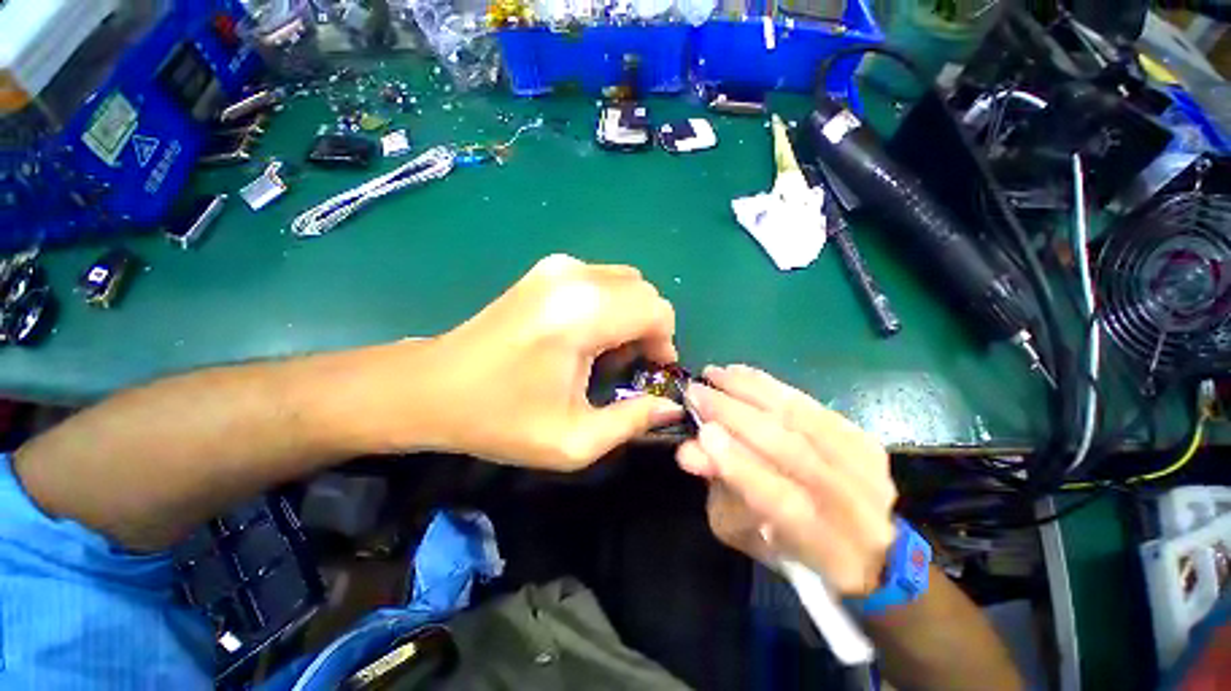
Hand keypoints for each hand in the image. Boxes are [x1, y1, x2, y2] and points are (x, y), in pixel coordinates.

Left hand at [397, 254, 681, 469]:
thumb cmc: (501, 419)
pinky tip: (587, 333)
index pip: (656, 310)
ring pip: (626, 282)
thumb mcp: (573, 440)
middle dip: (650, 328)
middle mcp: (574, 278)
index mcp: (582, 315)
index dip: (664, 342)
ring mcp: (557, 267)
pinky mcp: (546, 269)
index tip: (650, 371)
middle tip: (628, 364)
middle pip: (644, 292)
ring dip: (631, 315)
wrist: (433, 386)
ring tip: (606, 351)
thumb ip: (632, 422)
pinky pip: (602, 278)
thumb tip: (671, 406)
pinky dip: (610, 303)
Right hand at [676, 365, 896, 595]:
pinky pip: (811, 403)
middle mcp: (856, 506)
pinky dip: (771, 386)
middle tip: (697, 392)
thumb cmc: (787, 546)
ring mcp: (865, 468)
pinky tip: (741, 373)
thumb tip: (689, 450)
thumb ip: (720, 489)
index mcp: (825, 547)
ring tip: (715, 374)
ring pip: (803, 418)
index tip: (702, 432)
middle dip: (736, 415)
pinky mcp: (864, 439)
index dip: (739, 465)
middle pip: (792, 450)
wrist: (859, 545)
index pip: (782, 502)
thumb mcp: (745, 530)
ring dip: (751, 390)